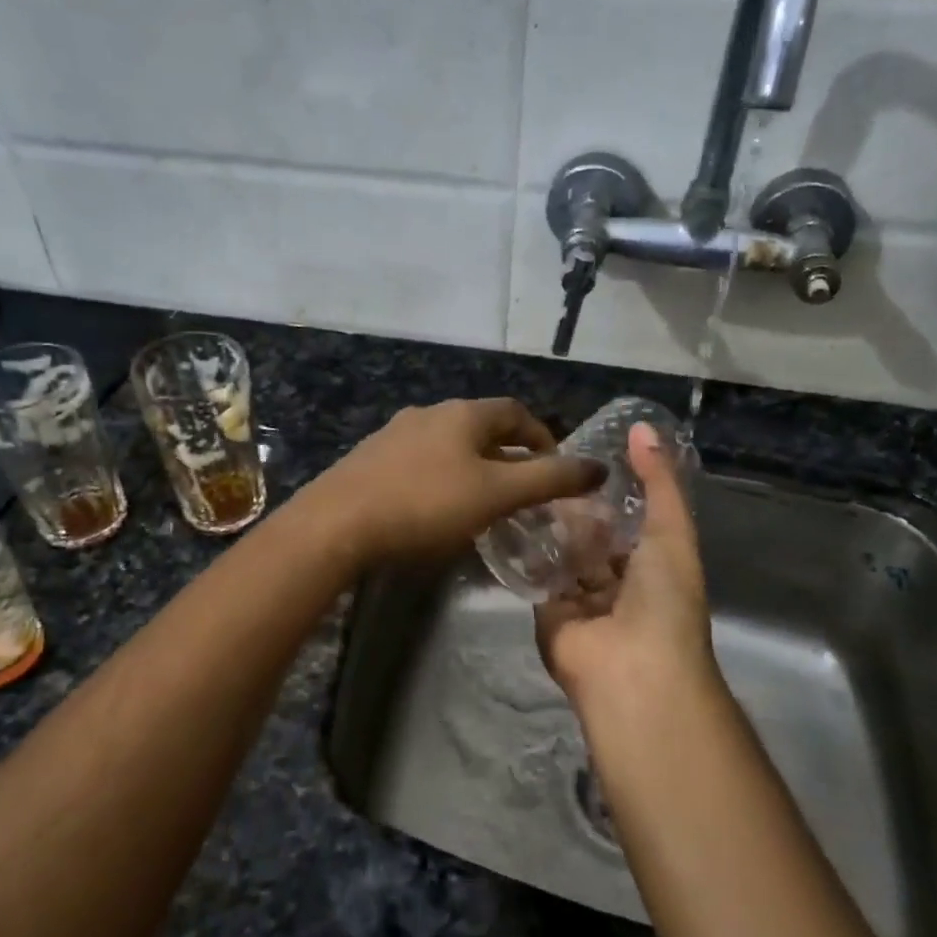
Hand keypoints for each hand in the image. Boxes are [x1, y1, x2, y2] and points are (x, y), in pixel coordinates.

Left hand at [300, 398, 602, 566]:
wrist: (338, 523)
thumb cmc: (426, 504)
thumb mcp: (496, 494)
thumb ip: (550, 480)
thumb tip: (599, 467)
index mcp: (463, 414)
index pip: (515, 412)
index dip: (542, 436)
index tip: (555, 466)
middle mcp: (429, 414)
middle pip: (481, 426)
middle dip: (508, 453)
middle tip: (523, 488)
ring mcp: (394, 435)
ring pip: (448, 445)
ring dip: (473, 466)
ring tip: (483, 500)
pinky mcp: (370, 460)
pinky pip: (420, 462)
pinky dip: (441, 477)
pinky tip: (435, 507)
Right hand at [535, 422, 718, 718]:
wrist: (633, 671)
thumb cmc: (662, 599)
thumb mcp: (671, 530)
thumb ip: (658, 481)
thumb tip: (642, 427)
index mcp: (652, 565)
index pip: (627, 521)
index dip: (610, 490)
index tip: (583, 452)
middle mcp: (616, 583)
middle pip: (590, 538)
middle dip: (573, 508)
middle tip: (543, 465)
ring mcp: (580, 601)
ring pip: (561, 555)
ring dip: (547, 526)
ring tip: (521, 480)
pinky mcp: (546, 613)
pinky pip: (536, 576)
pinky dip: (525, 552)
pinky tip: (506, 514)